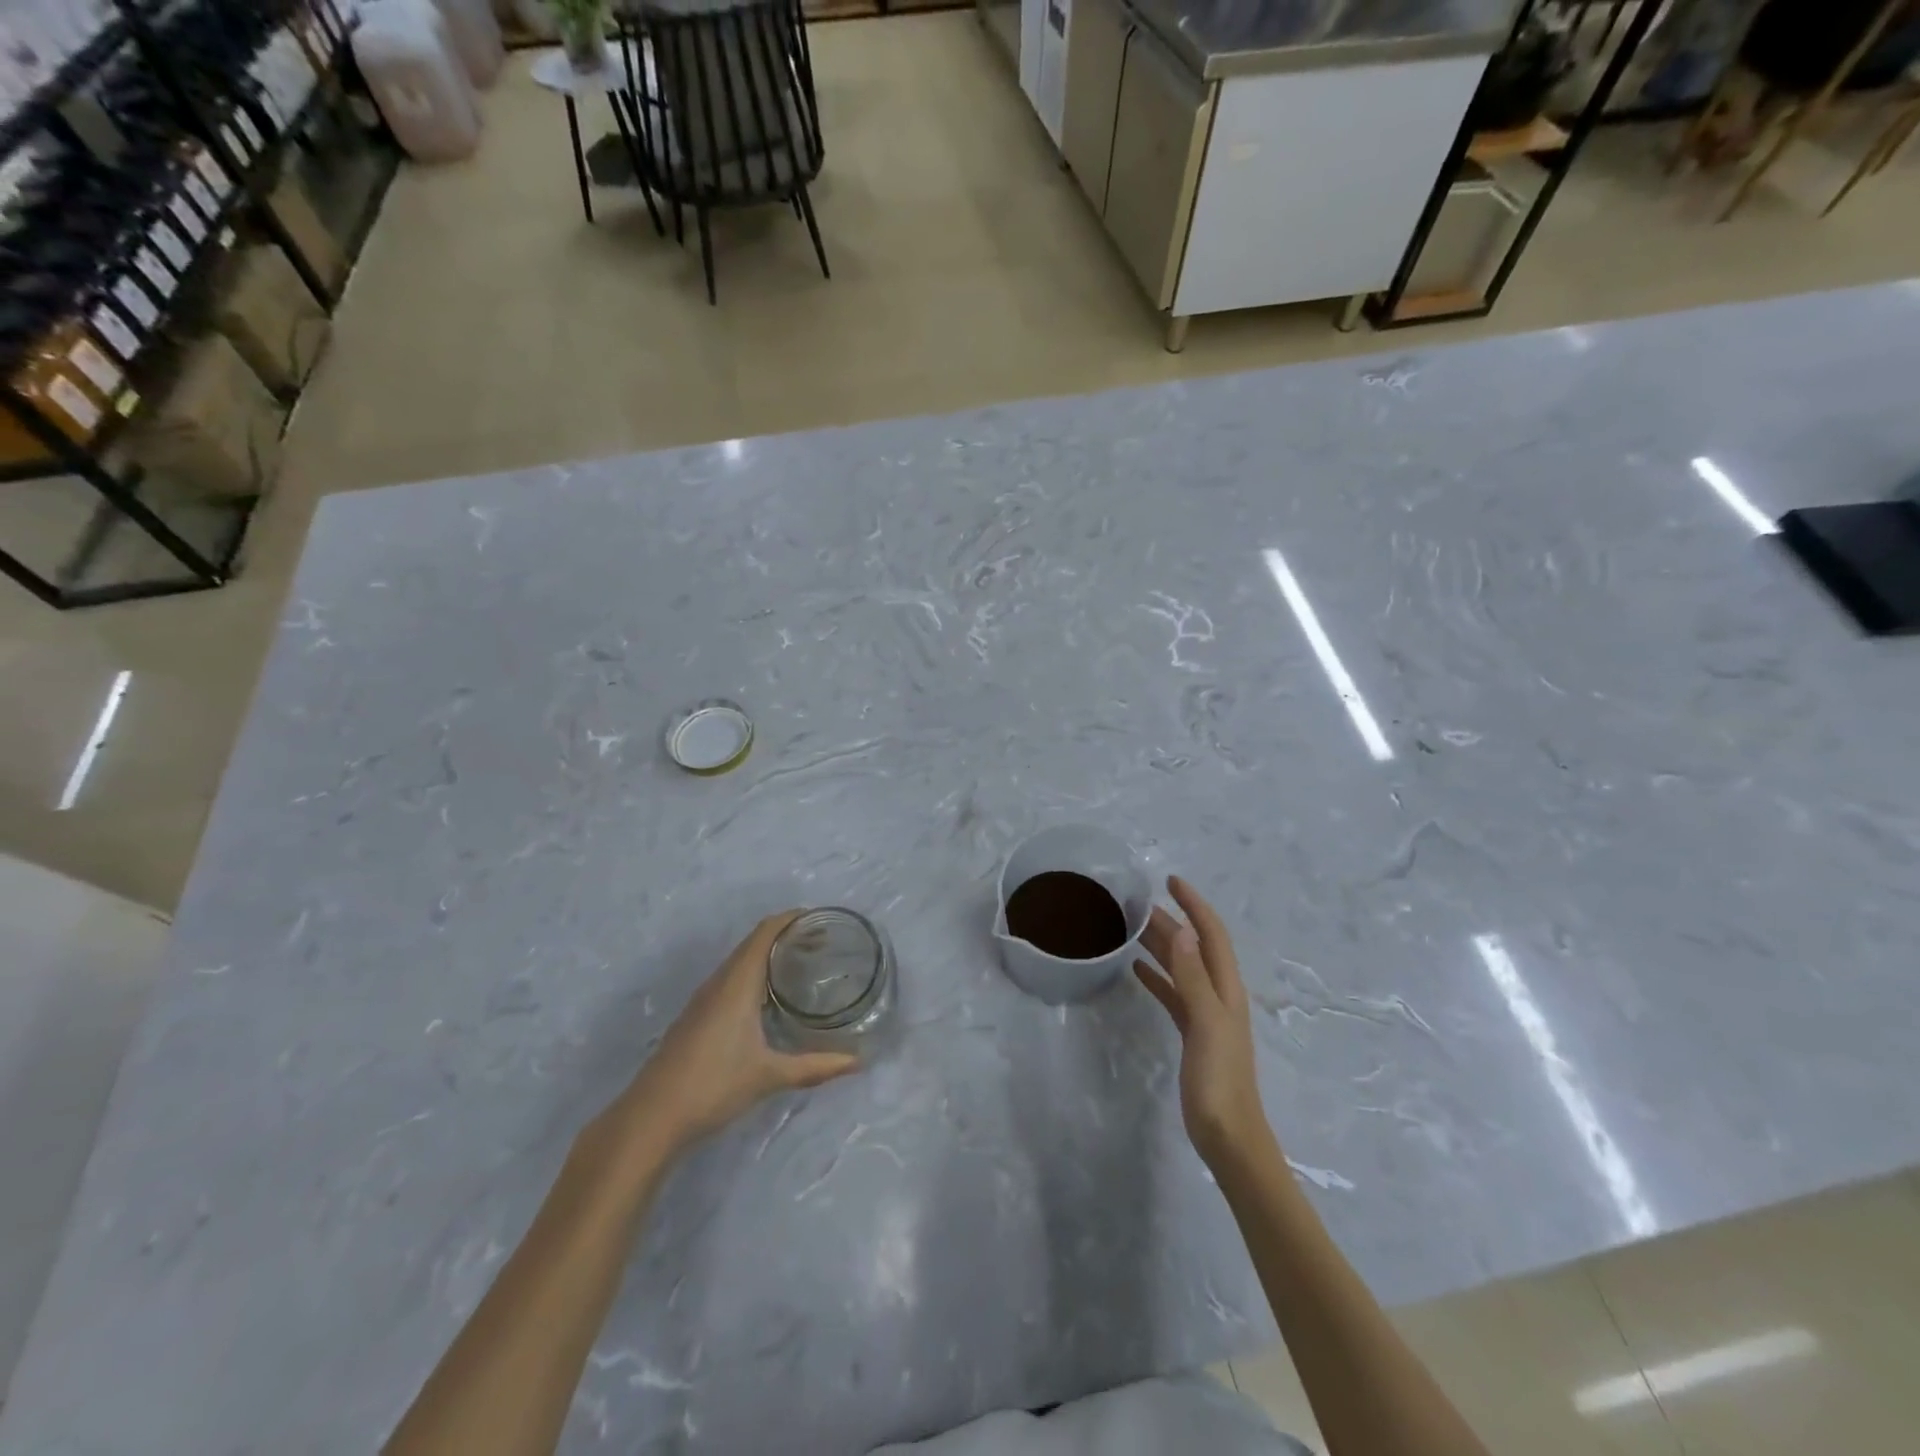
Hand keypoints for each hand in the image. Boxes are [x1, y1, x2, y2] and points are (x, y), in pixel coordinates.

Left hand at [619, 912, 860, 1156]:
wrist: (651, 1118)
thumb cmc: (713, 1085)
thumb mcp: (769, 1076)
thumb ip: (815, 1067)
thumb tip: (858, 1062)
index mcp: (737, 983)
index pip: (765, 932)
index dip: (792, 919)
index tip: (821, 920)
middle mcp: (719, 983)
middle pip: (754, 943)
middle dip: (786, 936)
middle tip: (821, 944)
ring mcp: (703, 1000)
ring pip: (740, 962)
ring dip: (769, 955)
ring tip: (800, 966)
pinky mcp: (695, 1017)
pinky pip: (730, 980)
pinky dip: (754, 975)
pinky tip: (768, 1000)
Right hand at [1135, 877, 1268, 1167]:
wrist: (1229, 1137)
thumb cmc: (1220, 1080)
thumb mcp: (1206, 1023)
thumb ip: (1192, 978)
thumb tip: (1180, 930)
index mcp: (1225, 989)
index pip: (1211, 934)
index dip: (1194, 905)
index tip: (1171, 881)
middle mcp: (1218, 995)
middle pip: (1193, 947)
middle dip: (1170, 920)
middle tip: (1136, 903)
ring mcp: (1205, 1015)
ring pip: (1181, 968)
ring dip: (1160, 945)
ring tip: (1131, 928)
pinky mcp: (1192, 1034)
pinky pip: (1173, 994)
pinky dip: (1157, 977)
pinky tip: (1136, 969)